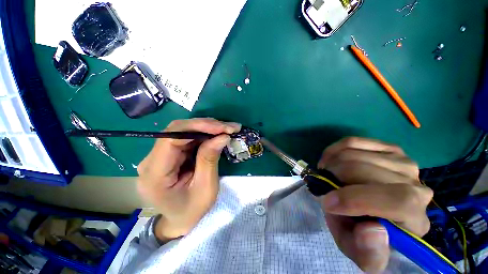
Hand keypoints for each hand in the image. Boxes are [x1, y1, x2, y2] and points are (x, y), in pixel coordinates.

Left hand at [137, 118, 240, 241]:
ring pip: (183, 131)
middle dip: (206, 125)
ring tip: (227, 129)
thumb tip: (222, 136)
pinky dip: (204, 134)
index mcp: (154, 175)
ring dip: (207, 128)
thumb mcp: (206, 188)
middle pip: (177, 131)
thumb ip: (210, 159)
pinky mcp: (169, 154)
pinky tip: (217, 134)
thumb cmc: (193, 210)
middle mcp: (150, 161)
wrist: (181, 220)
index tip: (222, 128)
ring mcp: (159, 156)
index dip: (197, 128)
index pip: (171, 139)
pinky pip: (186, 138)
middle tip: (229, 127)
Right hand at [317, 137, 432, 272]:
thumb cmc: (364, 233)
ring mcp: (402, 161)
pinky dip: (333, 150)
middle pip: (365, 170)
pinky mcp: (386, 148)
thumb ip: (368, 254)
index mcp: (415, 218)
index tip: (327, 202)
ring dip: (330, 164)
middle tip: (323, 186)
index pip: (399, 200)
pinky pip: (352, 141)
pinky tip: (330, 161)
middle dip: (333, 178)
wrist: (370, 211)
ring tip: (326, 175)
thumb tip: (372, 230)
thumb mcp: (361, 254)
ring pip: (353, 154)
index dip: (357, 199)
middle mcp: (417, 185)